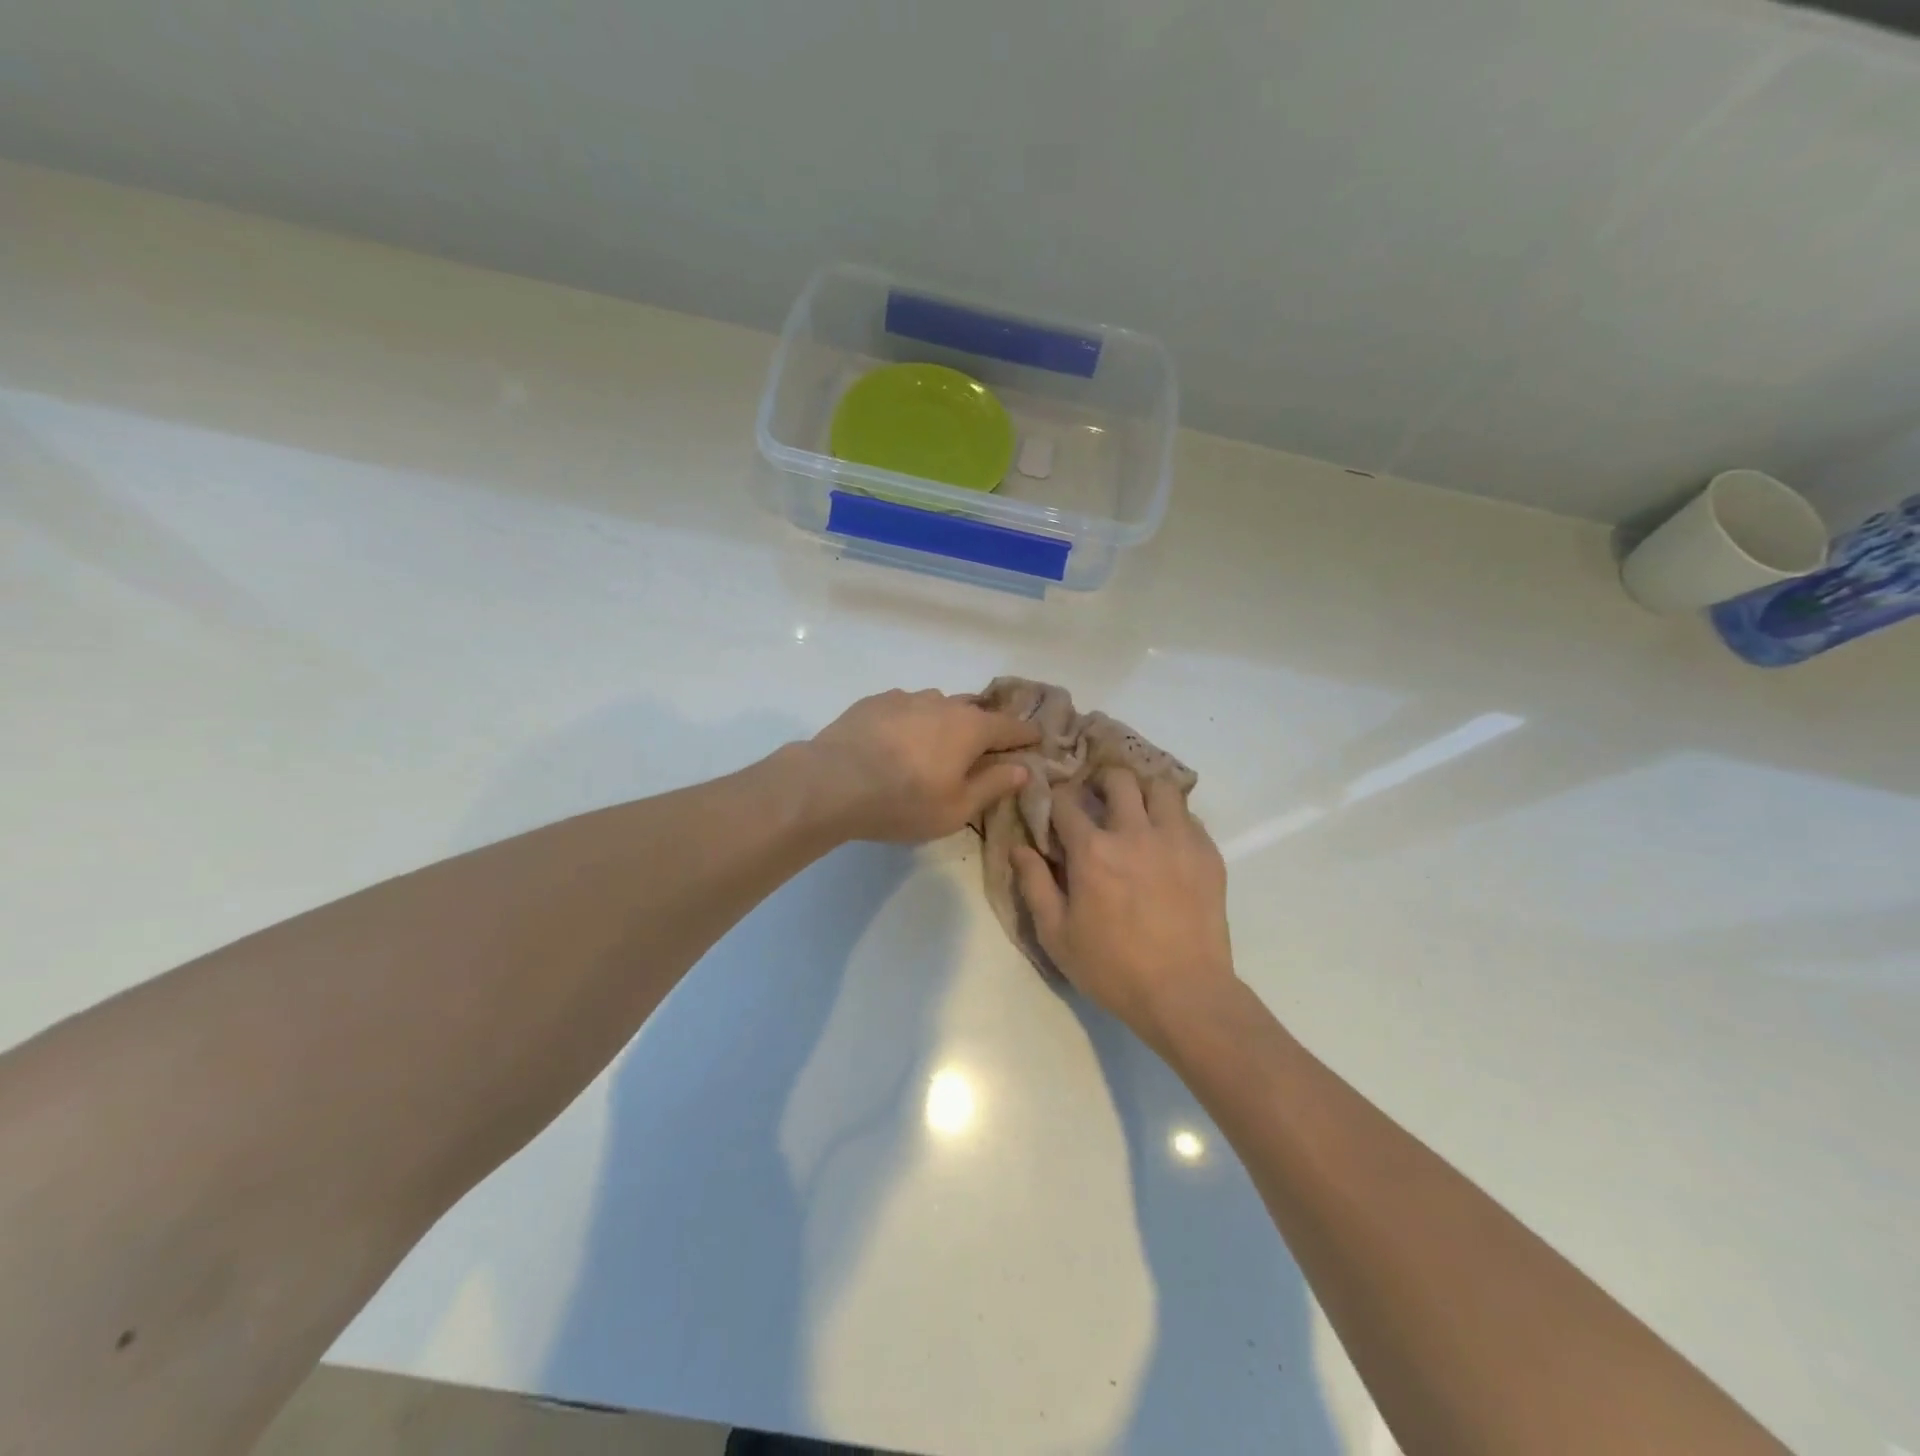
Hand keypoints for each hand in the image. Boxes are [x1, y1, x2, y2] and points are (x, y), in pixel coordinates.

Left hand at [805, 689, 1039, 844]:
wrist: (831, 782)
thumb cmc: (903, 802)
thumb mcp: (956, 808)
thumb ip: (993, 785)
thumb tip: (1022, 768)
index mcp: (970, 728)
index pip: (1010, 726)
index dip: (1026, 735)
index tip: (1036, 740)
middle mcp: (942, 703)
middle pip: (975, 710)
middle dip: (986, 726)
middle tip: (987, 746)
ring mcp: (906, 698)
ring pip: (938, 705)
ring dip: (946, 721)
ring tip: (937, 744)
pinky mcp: (874, 702)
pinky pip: (906, 707)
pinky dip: (913, 720)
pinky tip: (899, 740)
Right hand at [1013, 767, 1235, 1041]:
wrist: (1185, 993)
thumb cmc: (1112, 968)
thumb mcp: (1057, 934)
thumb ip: (1034, 884)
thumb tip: (1018, 847)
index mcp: (1092, 850)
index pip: (1066, 801)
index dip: (1056, 798)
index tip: (1054, 805)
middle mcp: (1134, 832)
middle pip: (1118, 779)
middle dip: (1101, 781)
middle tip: (1097, 799)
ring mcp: (1176, 839)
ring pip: (1160, 787)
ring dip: (1143, 792)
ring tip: (1137, 810)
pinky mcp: (1207, 853)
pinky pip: (1188, 815)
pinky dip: (1172, 817)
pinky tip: (1166, 840)